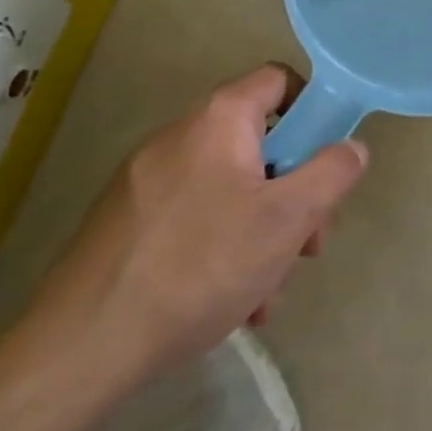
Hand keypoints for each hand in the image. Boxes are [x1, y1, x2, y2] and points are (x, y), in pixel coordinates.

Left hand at [27, 64, 368, 392]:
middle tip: (306, 243)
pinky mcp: (126, 223)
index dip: (314, 109)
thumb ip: (332, 172)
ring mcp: (146, 182)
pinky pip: (196, 218)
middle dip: (294, 191)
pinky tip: (232, 303)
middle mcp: (178, 137)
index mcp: (217, 121)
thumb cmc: (200, 266)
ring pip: (232, 189)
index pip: (279, 80)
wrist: (80, 350)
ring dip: (264, 230)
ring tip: (268, 288)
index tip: (328, 159)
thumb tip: (351, 147)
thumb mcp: (288, 217)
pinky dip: (223, 248)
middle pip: (260, 143)